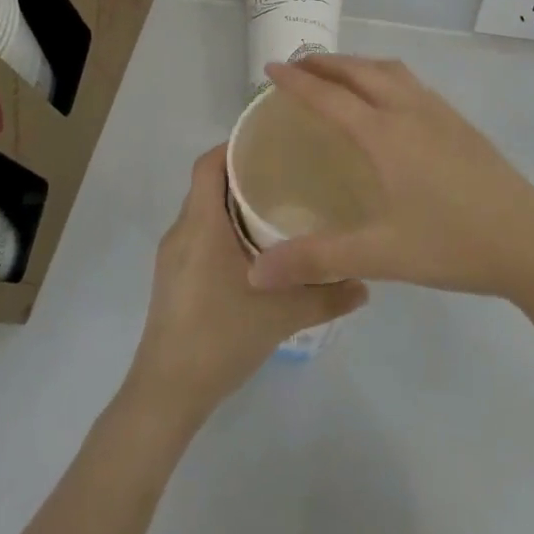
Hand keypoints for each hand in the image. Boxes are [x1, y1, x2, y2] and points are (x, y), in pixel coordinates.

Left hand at [126, 146, 366, 427]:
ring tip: (278, 206)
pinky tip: (256, 249)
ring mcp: (174, 257)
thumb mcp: (283, 315)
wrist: (168, 392)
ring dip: (234, 204)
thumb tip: (365, 283)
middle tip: (288, 172)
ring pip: (204, 212)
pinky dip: (224, 228)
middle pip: (208, 184)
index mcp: (201, 225)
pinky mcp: (174, 279)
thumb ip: (326, 296)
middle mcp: (182, 232)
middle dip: (244, 174)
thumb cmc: (220, 337)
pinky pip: (200, 235)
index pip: (208, 165)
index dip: (234, 146)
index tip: (271, 141)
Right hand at [247, 55, 533, 298]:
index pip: (329, 95)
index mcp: (385, 134)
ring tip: (338, 77)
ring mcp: (440, 113)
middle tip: (297, 68)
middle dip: (325, 63)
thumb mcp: (380, 254)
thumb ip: (317, 259)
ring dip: (358, 66)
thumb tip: (257, 273)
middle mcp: (410, 110)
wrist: (532, 242)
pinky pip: (412, 84)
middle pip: (360, 71)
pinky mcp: (461, 124)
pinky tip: (389, 103)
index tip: (270, 69)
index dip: (296, 81)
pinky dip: (385, 77)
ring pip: (391, 71)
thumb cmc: (452, 244)